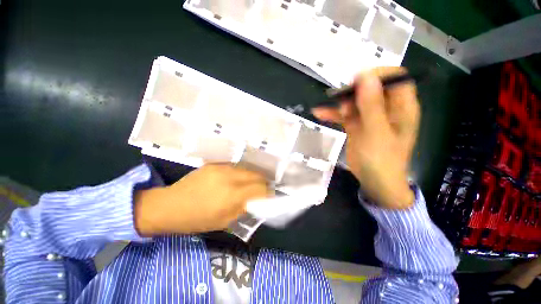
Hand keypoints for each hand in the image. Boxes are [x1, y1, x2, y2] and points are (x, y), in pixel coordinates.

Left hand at [134, 164, 270, 235]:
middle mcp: (230, 177)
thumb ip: (243, 209)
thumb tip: (256, 201)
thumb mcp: (224, 221)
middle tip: (263, 188)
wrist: (170, 205)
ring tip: (251, 183)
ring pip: (247, 169)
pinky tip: (236, 179)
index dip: (268, 192)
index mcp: (232, 195)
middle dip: (263, 182)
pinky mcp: (215, 164)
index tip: (270, 196)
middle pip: (256, 175)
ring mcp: (222, 168)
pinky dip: (240, 173)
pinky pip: (235, 167)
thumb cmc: (196, 219)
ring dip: (252, 176)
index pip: (260, 189)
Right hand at [312, 67, 419, 208]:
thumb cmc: (381, 160)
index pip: (394, 78)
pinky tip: (319, 113)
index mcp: (402, 107)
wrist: (374, 182)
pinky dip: (333, 114)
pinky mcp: (358, 126)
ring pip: (355, 101)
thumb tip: (365, 77)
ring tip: (326, 109)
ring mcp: (370, 117)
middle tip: (339, 99)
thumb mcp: (376, 132)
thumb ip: (372, 105)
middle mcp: (387, 108)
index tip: (356, 82)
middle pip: (372, 88)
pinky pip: (345, 115)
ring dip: (340, 102)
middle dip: (354, 90)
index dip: (376, 75)